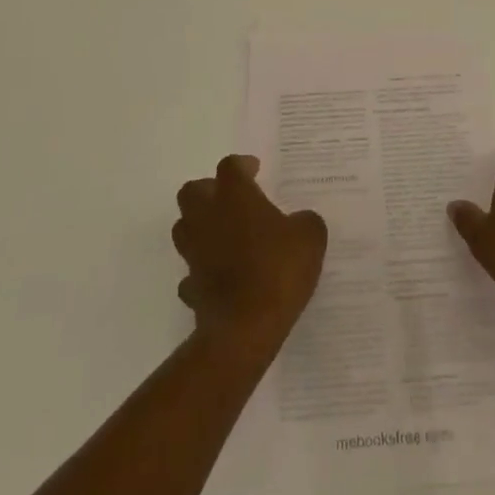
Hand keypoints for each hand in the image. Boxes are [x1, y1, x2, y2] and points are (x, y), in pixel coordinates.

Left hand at [173, 155, 326, 349]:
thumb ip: (305, 221)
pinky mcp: (190, 287)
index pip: (230, 166)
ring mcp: (194, 253)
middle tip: (233, 200)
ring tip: (225, 235)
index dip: (242, 165)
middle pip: (192, 190)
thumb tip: (300, 222)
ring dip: (200, 226)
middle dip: (209, 190)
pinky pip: (191, 271)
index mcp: (234, 196)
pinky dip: (202, 269)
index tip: (256, 171)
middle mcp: (207, 217)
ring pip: (184, 227)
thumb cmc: (277, 270)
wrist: (244, 329)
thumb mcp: (310, 237)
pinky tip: (220, 276)